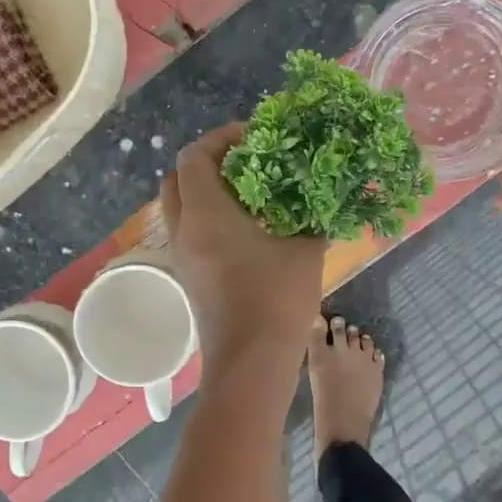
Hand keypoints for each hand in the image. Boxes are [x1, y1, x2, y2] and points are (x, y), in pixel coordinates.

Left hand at [161, 124, 327, 370]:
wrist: (250, 363)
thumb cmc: (276, 301)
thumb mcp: (305, 253)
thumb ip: (312, 221)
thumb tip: (324, 206)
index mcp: (205, 214)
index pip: (194, 157)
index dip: (221, 139)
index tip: (255, 138)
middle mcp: (183, 231)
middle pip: (177, 179)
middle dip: (207, 163)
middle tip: (246, 163)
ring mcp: (182, 257)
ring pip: (181, 208)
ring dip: (207, 192)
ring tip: (250, 195)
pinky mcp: (189, 278)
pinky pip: (189, 233)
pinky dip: (209, 219)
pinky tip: (246, 229)